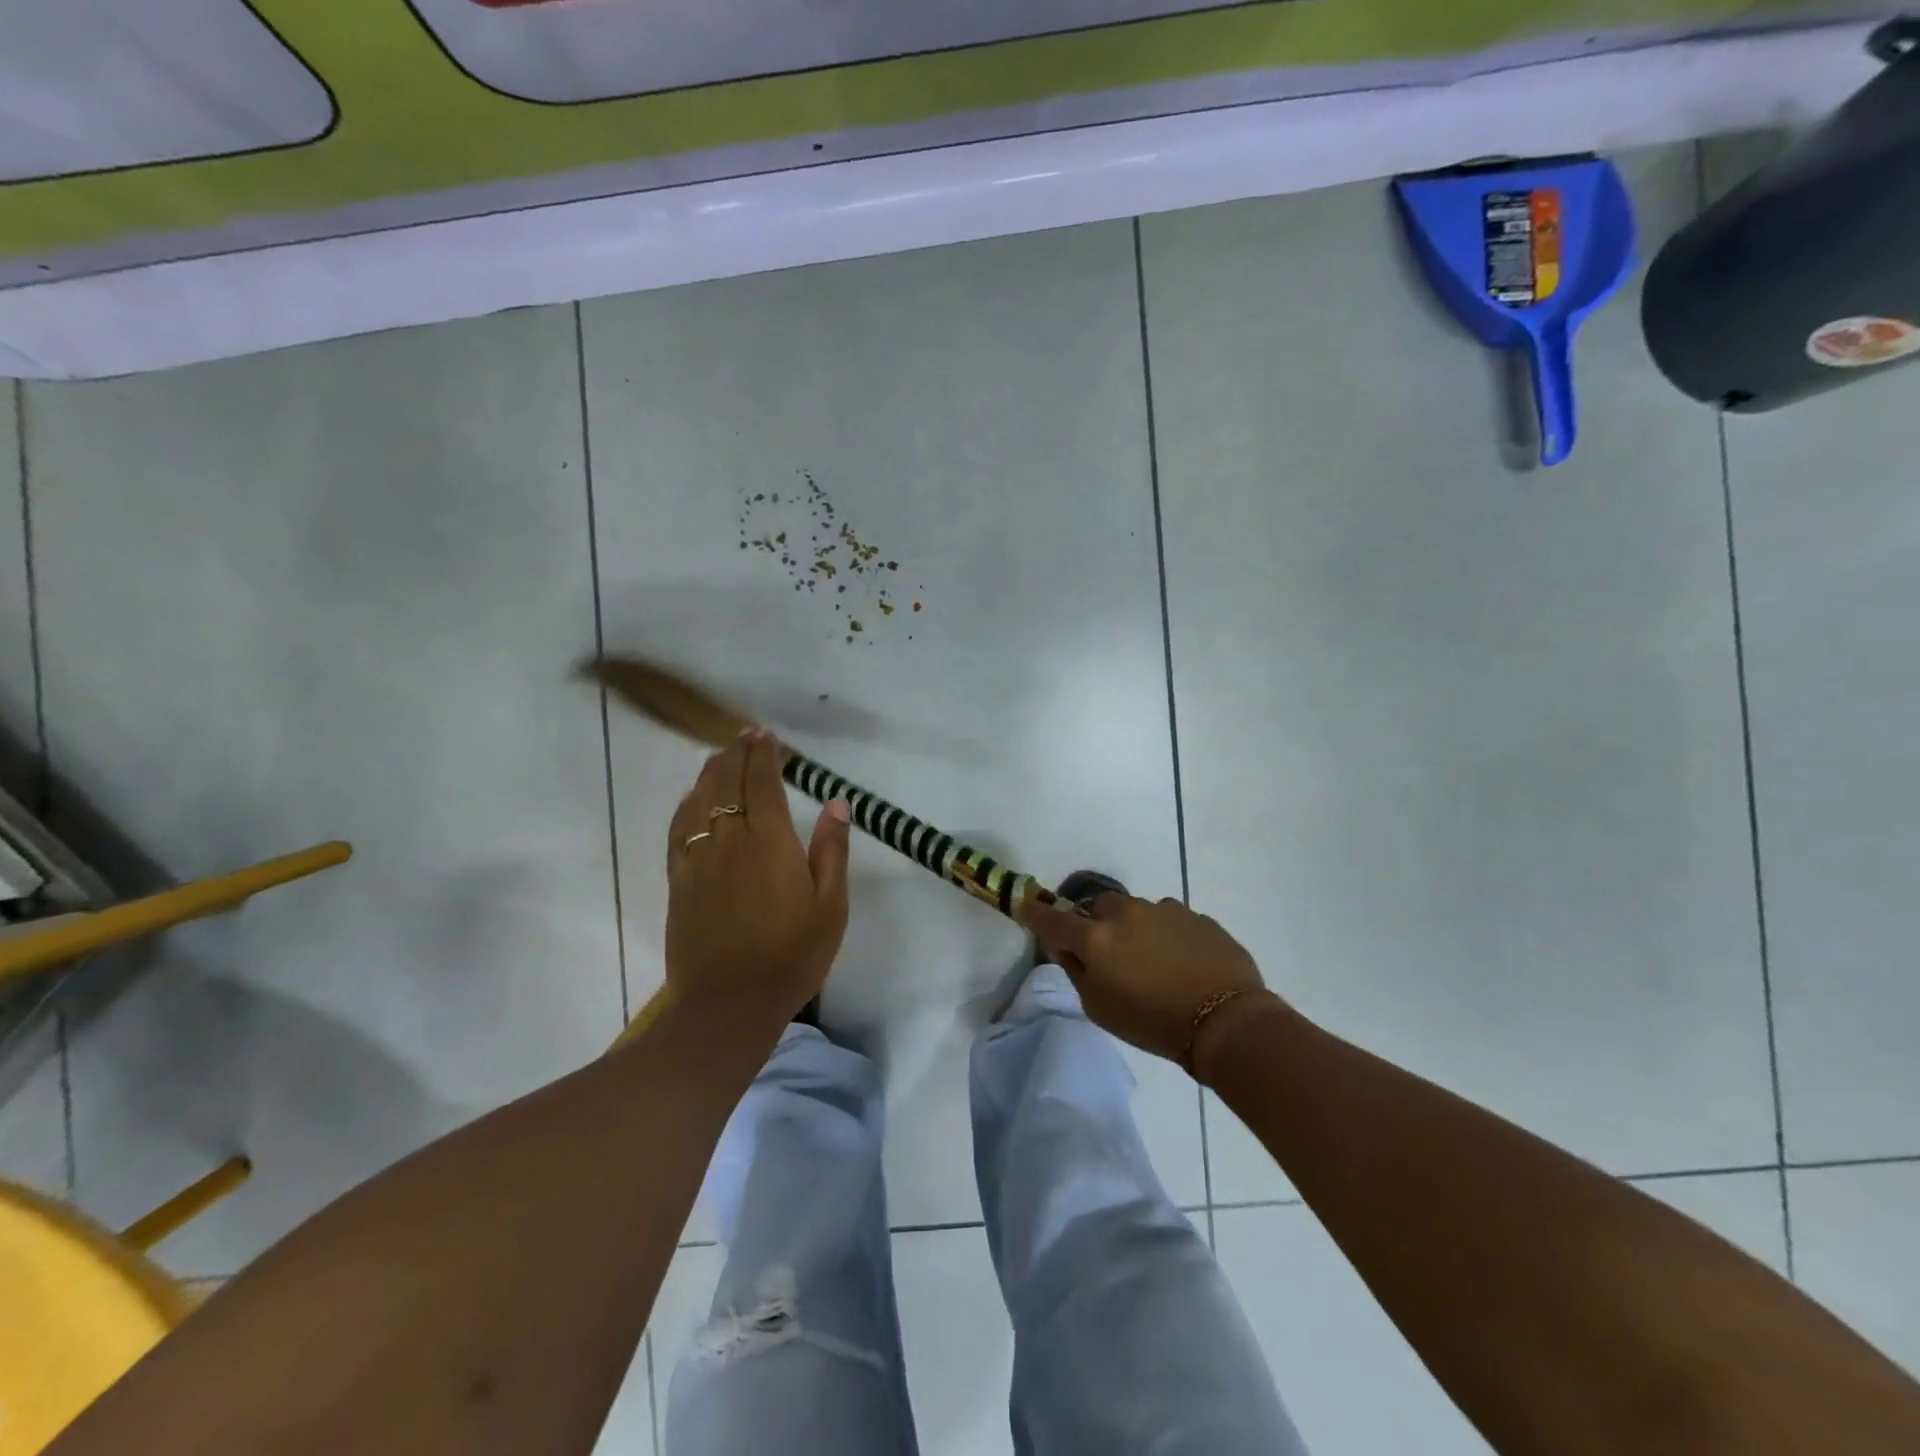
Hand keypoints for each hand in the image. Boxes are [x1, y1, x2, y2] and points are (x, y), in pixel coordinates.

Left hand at [664, 729, 850, 1021]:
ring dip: (709, 774)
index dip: (763, 754)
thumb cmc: (792, 955)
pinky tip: (690, 801)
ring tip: (718, 757)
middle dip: (735, 755)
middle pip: (727, 784)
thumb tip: (837, 802)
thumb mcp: (830, 906)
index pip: (763, 783)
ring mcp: (699, 860)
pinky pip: (679, 831)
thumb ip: (832, 849)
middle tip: (742, 736)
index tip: (764, 734)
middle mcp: (730, 840)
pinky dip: (685, 808)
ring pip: (699, 802)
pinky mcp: (679, 882)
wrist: (729, 1004)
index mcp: (770, 842)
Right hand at [1019, 891, 1280, 1074]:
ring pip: (1136, 912)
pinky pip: (1169, 920)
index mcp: (1096, 936)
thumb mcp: (1100, 1008)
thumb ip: (1077, 971)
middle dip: (1096, 925)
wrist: (1227, 1021)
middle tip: (1108, 955)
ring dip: (1134, 929)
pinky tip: (1181, 963)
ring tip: (1152, 962)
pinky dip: (1165, 935)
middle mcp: (1126, 912)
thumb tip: (1067, 948)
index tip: (1024, 905)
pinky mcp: (1196, 916)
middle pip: (1098, 908)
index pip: (1052, 918)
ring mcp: (1164, 909)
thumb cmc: (1153, 1022)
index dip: (1034, 912)